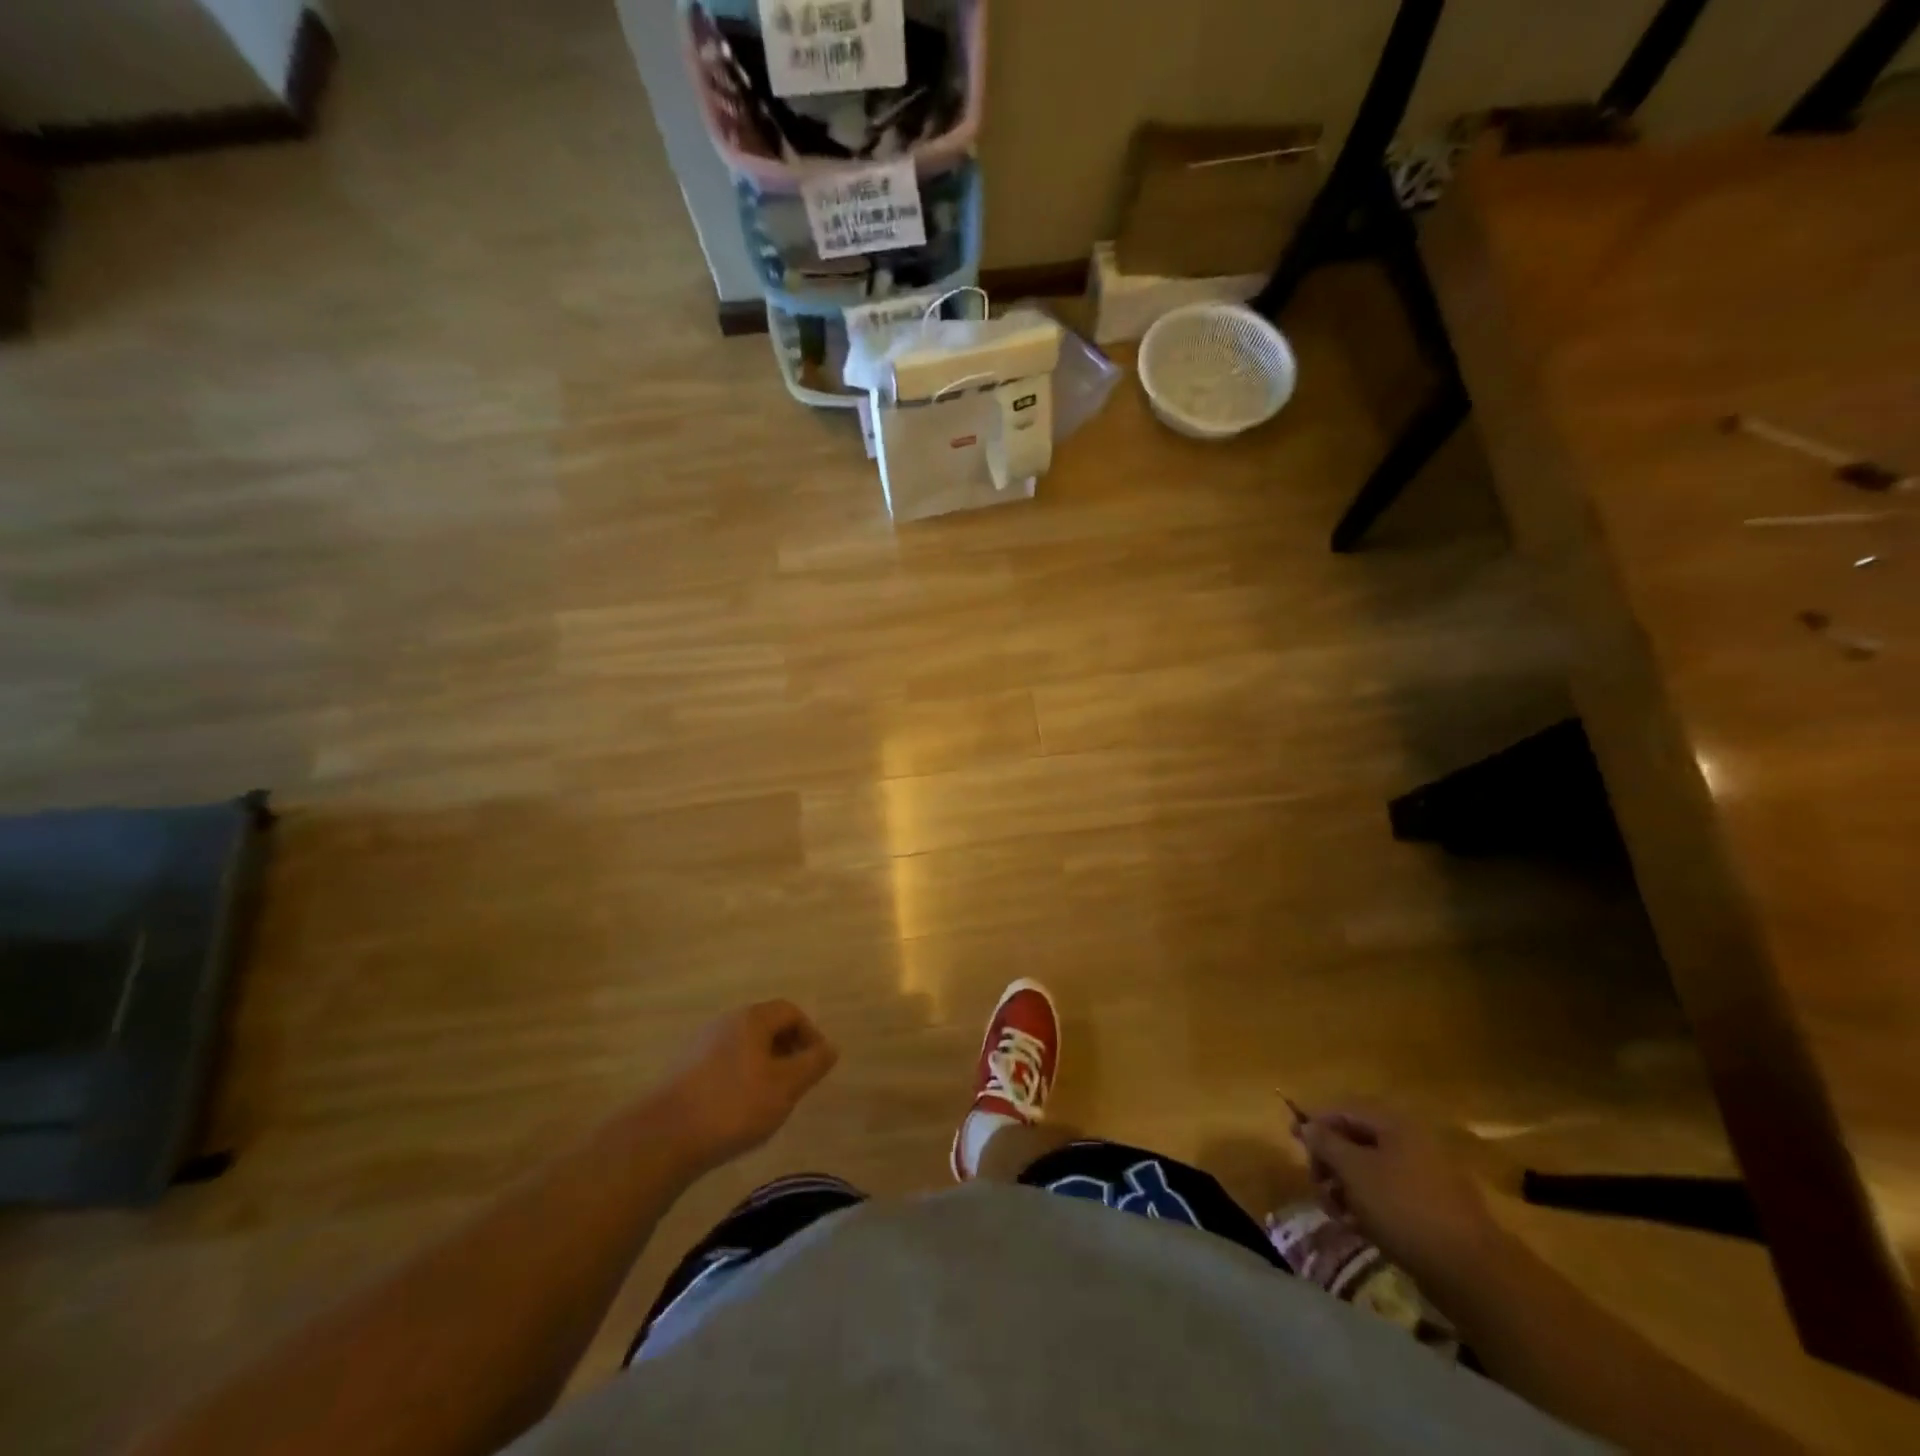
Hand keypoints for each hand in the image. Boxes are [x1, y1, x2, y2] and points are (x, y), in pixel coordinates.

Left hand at [656, 1002, 837, 1171]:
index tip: (816, 1066)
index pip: (790, 1011)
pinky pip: (724, 1062)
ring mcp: (701, 1044)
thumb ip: (812, 1065)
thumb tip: (831, 1047)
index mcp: (751, 1019)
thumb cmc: (734, 1106)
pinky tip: (738, 1109)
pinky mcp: (684, 1069)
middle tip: (796, 1083)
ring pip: (744, 1045)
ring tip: (769, 1099)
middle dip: (787, 1050)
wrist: (664, 1137)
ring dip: (764, 1065)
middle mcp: (725, 1022)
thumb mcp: (785, 1087)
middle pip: (766, 1026)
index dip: (810, 1034)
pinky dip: (740, 1076)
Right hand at [1293, 1103, 1502, 1282]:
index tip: (1293, 1141)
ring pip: (1370, 1172)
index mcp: (1395, 1124)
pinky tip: (1357, 1227)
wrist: (1471, 1273)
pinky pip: (1389, 1196)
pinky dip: (1368, 1206)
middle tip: (1318, 1186)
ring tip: (1336, 1213)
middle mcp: (1411, 1142)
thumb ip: (1326, 1143)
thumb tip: (1307, 1125)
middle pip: (1356, 1140)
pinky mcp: (1432, 1209)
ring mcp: (1425, 1177)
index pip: (1344, 1110)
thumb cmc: (1404, 1208)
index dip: (1315, 1122)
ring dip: (1345, 1188)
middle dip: (1330, 1162)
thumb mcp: (1354, 1171)